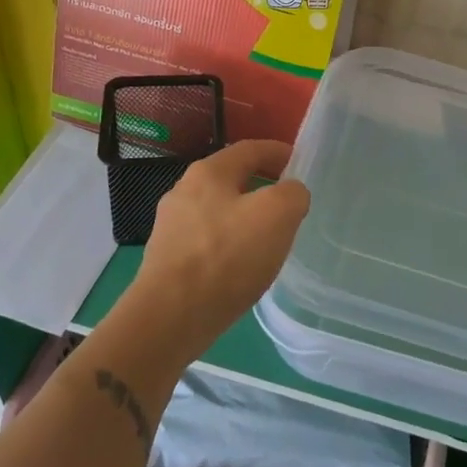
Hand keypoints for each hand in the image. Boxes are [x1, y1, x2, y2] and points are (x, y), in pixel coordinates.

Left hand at [130, 139, 310, 357]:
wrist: (170, 317)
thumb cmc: (227, 256)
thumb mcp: (278, 214)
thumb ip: (293, 194)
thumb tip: (290, 194)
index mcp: (208, 172)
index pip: (250, 149)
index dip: (278, 152)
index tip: (299, 163)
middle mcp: (183, 191)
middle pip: (231, 179)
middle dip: (261, 187)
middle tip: (289, 205)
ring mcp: (171, 226)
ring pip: (218, 211)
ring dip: (245, 218)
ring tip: (268, 239)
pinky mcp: (167, 259)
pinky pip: (207, 241)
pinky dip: (229, 244)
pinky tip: (241, 266)